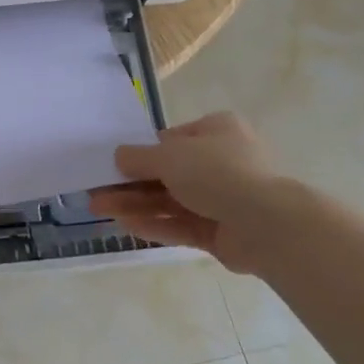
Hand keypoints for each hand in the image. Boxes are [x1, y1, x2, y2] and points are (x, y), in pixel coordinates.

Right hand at [90, 112, 284, 272]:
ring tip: (100, 209)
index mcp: (216, 131)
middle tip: (97, 192)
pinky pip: (181, 225)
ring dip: (135, 204)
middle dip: (130, 184)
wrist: (267, 223)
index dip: (142, 152)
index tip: (114, 164)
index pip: (172, 139)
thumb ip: (138, 157)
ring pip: (171, 201)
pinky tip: (125, 226)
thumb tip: (118, 156)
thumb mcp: (168, 156)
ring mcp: (223, 199)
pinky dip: (155, 224)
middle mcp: (221, 161)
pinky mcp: (221, 231)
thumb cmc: (216, 172)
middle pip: (167, 173)